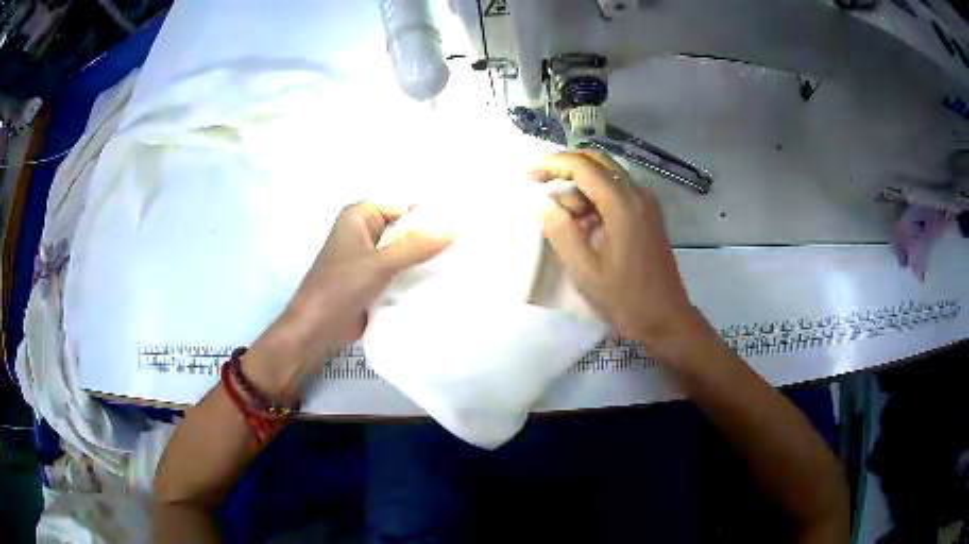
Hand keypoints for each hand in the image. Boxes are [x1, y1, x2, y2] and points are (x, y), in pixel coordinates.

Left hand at [243, 201, 452, 400]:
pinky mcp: (373, 279)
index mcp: (359, 216)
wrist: (317, 329)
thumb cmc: (340, 287)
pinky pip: (400, 270)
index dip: (429, 212)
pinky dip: (415, 274)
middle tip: (467, 243)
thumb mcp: (379, 263)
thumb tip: (452, 229)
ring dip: (424, 257)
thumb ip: (415, 246)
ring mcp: (369, 257)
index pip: (402, 204)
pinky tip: (442, 280)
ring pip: (403, 250)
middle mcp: (365, 231)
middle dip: (430, 235)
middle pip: (404, 226)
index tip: (460, 222)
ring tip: (461, 261)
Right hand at [530, 151, 709, 361]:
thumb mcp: (585, 271)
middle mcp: (638, 194)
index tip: (527, 175)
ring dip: (580, 186)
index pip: (583, 166)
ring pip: (607, 175)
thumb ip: (561, 232)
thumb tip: (544, 202)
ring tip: (563, 219)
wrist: (666, 318)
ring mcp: (646, 203)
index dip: (552, 165)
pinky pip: (617, 191)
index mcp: (623, 205)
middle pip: (598, 161)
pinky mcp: (648, 215)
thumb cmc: (625, 299)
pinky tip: (584, 225)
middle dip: (565, 166)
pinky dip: (595, 198)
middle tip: (538, 181)